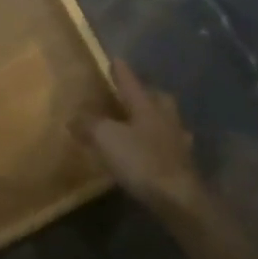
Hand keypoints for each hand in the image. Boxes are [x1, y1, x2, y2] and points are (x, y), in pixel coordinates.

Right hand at [82, 61, 207, 217]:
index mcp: (146, 106)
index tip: (115, 59)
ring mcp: (178, 142)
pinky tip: (155, 151)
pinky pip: (171, 146)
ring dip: (156, 117)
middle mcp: (165, 118)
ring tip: (142, 121)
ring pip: (167, 120)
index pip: (130, 82)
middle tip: (133, 93)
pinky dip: (162, 144)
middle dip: (146, 93)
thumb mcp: (105, 138)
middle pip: (157, 98)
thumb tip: (73, 117)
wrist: (178, 199)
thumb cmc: (141, 161)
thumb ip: (88, 124)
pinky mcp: (184, 165)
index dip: (121, 71)